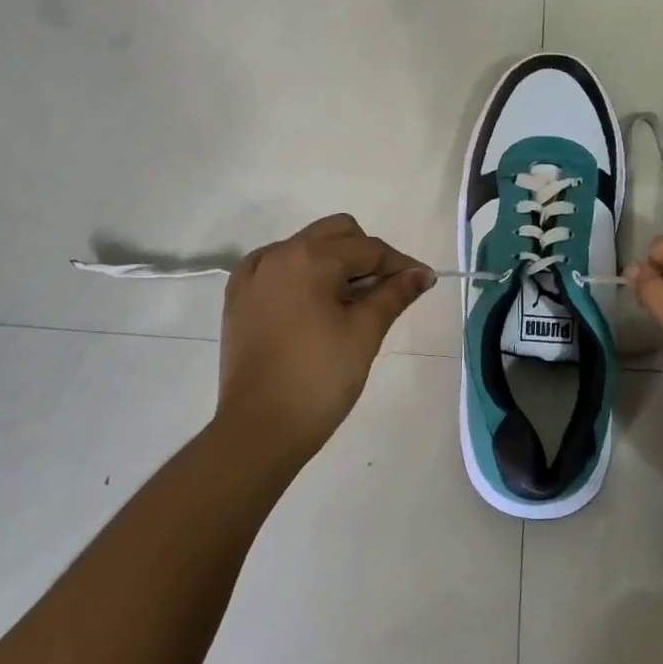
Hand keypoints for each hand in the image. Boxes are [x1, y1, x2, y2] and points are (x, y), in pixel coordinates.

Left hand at [216, 215, 433, 465]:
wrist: (259, 430)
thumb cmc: (319, 379)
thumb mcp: (364, 333)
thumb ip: (394, 294)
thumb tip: (422, 274)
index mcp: (310, 258)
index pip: (368, 248)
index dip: (400, 264)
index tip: (424, 281)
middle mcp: (278, 254)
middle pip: (335, 233)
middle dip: (366, 254)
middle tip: (386, 290)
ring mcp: (253, 274)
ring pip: (305, 246)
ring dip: (334, 261)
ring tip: (351, 301)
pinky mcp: (238, 296)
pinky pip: (278, 266)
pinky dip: (301, 273)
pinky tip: (313, 301)